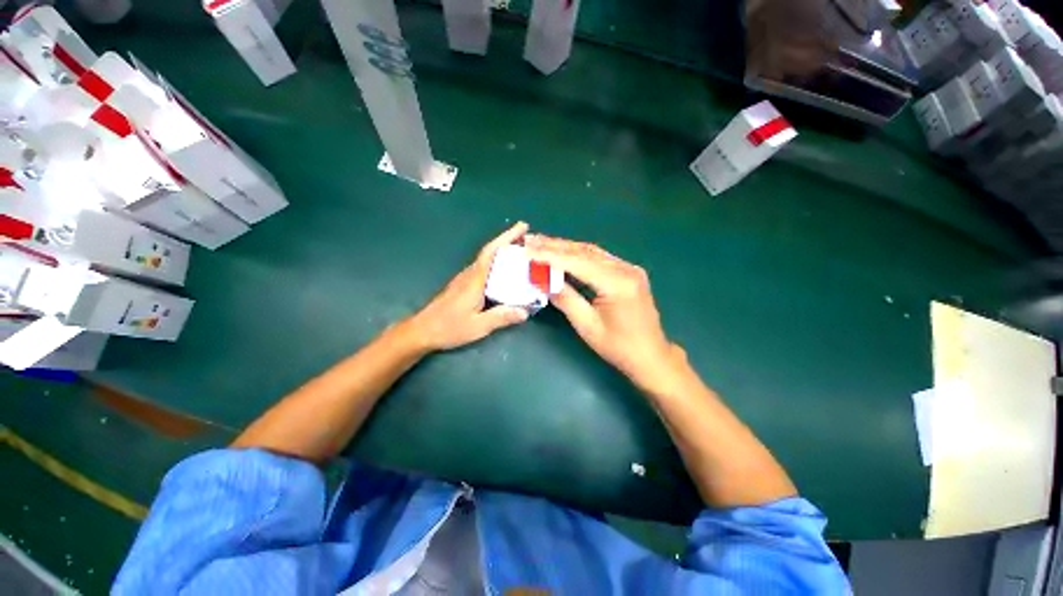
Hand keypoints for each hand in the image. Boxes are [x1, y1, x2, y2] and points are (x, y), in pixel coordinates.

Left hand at [403, 222, 530, 351]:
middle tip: (529, 241)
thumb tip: (525, 311)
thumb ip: (501, 317)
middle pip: (491, 252)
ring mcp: (465, 279)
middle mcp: (470, 275)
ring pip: (487, 260)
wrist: (422, 331)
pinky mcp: (463, 286)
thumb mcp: (478, 327)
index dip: (507, 237)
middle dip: (509, 242)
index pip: (491, 252)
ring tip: (522, 254)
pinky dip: (497, 264)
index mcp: (475, 280)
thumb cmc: (449, 328)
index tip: (522, 227)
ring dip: (503, 252)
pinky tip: (505, 273)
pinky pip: (484, 269)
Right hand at [524, 235, 682, 390]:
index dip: (550, 256)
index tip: (527, 250)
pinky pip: (600, 259)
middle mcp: (626, 269)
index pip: (578, 262)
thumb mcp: (587, 325)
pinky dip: (579, 256)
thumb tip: (543, 280)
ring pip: (592, 252)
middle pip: (585, 251)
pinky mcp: (629, 272)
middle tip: (531, 240)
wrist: (651, 356)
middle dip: (555, 245)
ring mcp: (630, 268)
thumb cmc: (618, 346)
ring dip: (566, 248)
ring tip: (542, 243)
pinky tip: (564, 254)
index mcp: (617, 283)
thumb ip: (565, 299)